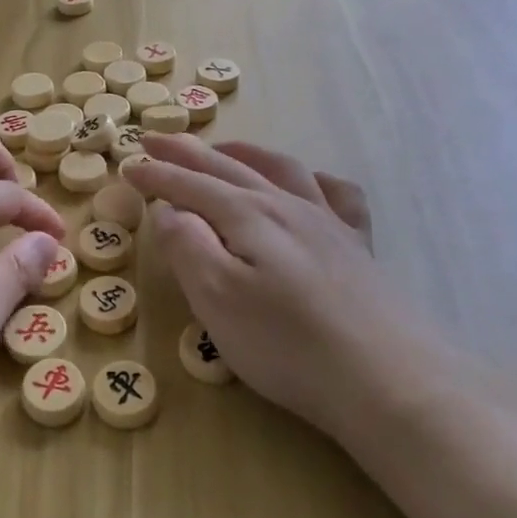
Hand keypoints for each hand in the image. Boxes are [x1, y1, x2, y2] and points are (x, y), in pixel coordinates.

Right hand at [123, 135, 454, 446]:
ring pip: (279, 169)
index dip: (157, 175)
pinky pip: (336, 194)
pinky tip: (308, 184)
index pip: (191, 185)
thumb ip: (188, 246)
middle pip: (229, 166)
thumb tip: (171, 210)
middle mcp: (286, 206)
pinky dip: (313, 179)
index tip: (128, 166)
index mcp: (248, 216)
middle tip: (155, 138)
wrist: (388, 379)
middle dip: (187, 152)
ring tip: (220, 148)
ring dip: (243, 152)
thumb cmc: (287, 344)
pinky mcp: (357, 247)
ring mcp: (327, 223)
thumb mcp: (217, 298)